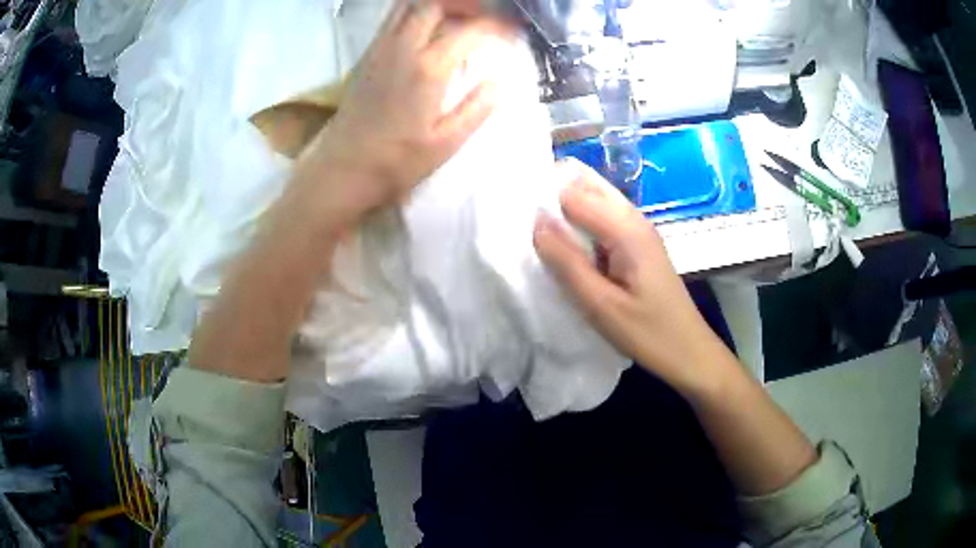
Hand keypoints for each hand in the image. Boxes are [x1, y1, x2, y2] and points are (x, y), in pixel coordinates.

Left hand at [293, 0, 507, 226]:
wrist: (341, 169)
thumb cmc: (395, 162)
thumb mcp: (445, 144)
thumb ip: (476, 109)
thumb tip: (498, 82)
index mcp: (428, 69)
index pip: (469, 31)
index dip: (495, 25)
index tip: (512, 30)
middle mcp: (402, 48)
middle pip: (434, 4)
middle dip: (464, 4)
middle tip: (484, 16)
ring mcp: (380, 49)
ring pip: (408, 6)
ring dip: (436, 5)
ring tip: (458, 17)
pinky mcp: (367, 56)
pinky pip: (393, 19)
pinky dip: (415, 13)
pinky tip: (428, 29)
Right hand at [533, 159, 731, 391]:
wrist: (689, 352)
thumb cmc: (649, 333)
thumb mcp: (602, 305)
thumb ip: (567, 262)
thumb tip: (536, 222)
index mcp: (626, 230)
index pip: (574, 194)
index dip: (543, 198)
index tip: (513, 214)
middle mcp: (633, 219)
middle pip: (587, 186)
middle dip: (554, 194)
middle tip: (523, 220)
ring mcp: (638, 230)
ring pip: (595, 201)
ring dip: (566, 209)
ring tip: (539, 234)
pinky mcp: (637, 245)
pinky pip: (603, 220)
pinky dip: (581, 225)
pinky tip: (566, 247)